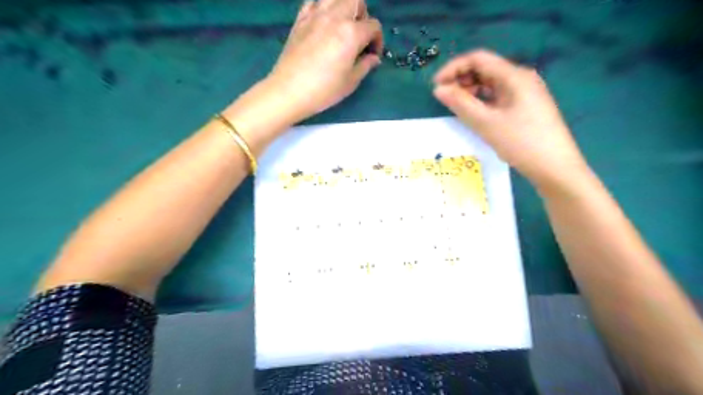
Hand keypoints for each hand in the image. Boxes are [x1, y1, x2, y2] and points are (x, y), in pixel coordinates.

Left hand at [267, 0, 384, 120]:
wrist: (289, 91)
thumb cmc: (324, 90)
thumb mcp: (350, 82)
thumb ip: (365, 65)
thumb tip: (373, 58)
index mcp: (351, 33)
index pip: (373, 26)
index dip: (377, 41)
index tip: (372, 55)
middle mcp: (335, 17)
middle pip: (356, 1)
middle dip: (363, 16)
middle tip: (359, 36)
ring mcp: (315, 15)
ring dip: (344, 7)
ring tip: (342, 26)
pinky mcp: (300, 19)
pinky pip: (314, 2)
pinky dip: (322, 8)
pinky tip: (323, 23)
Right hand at [435, 50, 588, 191]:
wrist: (555, 168)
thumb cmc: (521, 143)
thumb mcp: (486, 123)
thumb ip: (461, 104)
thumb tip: (438, 89)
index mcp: (514, 76)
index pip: (478, 59)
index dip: (453, 68)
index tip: (436, 86)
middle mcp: (521, 78)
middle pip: (485, 69)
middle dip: (462, 80)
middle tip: (444, 98)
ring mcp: (525, 93)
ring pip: (491, 84)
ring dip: (471, 91)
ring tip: (456, 107)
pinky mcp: (525, 106)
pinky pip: (498, 96)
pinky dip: (482, 101)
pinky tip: (474, 113)